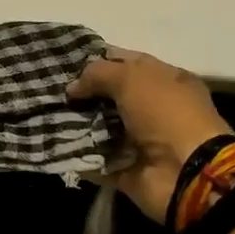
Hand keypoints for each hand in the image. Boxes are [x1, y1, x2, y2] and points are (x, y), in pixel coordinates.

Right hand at [68, 50, 231, 221]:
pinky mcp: (128, 169)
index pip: (127, 62)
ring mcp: (142, 141)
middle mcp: (155, 109)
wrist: (187, 174)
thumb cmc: (165, 114)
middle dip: (83, 94)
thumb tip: (72, 88)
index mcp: (166, 80)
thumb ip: (98, 74)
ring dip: (77, 123)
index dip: (98, 60)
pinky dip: (78, 155)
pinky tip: (53, 141)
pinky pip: (96, 160)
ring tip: (47, 114)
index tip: (66, 63)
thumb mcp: (131, 78)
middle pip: (111, 96)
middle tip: (51, 90)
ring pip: (101, 127)